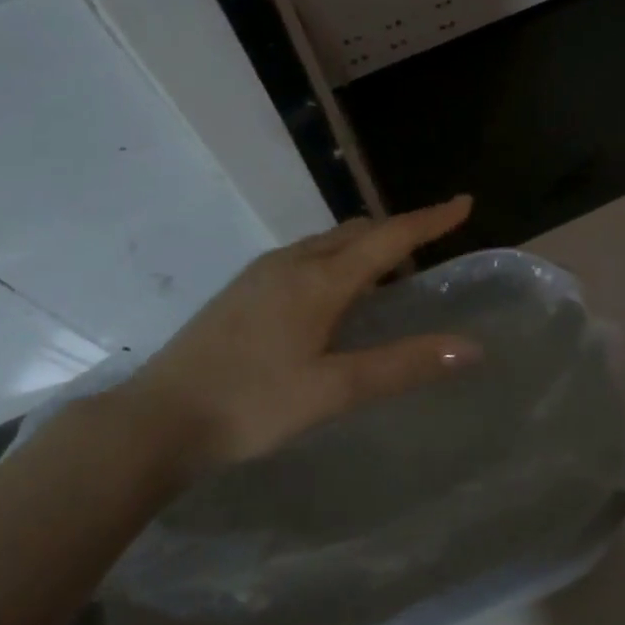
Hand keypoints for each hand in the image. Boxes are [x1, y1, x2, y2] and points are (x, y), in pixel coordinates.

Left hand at [110, 196, 479, 477]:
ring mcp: (262, 273)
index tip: (464, 203)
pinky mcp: (243, 290)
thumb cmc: (251, 404)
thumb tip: (470, 347)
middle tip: (430, 251)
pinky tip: (332, 297)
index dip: (431, 219)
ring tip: (388, 277)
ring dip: (365, 247)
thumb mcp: (334, 391)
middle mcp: (293, 262)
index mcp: (320, 279)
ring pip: (328, 242)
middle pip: (358, 231)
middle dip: (399, 232)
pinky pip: (306, 256)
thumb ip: (403, 365)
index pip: (389, 236)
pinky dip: (337, 260)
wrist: (154, 421)